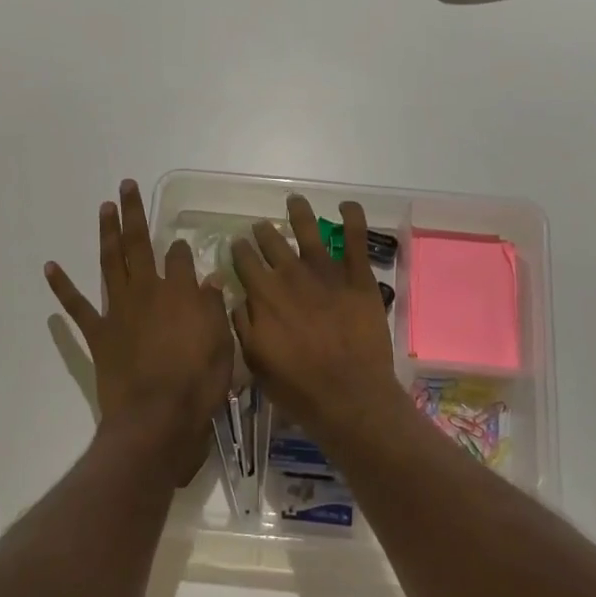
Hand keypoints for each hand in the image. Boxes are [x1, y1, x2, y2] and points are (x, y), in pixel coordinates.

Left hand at [46, 180, 233, 480]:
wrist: (156, 419)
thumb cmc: (197, 384)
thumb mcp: (221, 344)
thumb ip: (214, 308)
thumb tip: (210, 278)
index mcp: (180, 292)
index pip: (179, 258)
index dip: (181, 250)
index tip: (182, 246)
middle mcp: (147, 291)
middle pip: (139, 244)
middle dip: (134, 213)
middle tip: (127, 186)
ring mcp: (119, 310)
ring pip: (111, 262)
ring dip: (106, 233)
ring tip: (104, 207)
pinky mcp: (98, 333)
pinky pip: (77, 307)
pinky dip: (62, 286)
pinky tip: (51, 266)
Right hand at [230, 196, 402, 442]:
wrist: (349, 395)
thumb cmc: (298, 387)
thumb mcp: (256, 361)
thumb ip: (244, 326)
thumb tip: (237, 299)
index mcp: (264, 295)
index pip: (245, 262)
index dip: (239, 250)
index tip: (237, 244)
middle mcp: (292, 275)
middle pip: (272, 243)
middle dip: (263, 232)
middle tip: (260, 227)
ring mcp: (327, 273)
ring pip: (309, 231)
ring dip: (299, 213)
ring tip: (294, 201)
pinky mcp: (358, 278)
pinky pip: (356, 240)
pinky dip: (352, 218)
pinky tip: (346, 205)